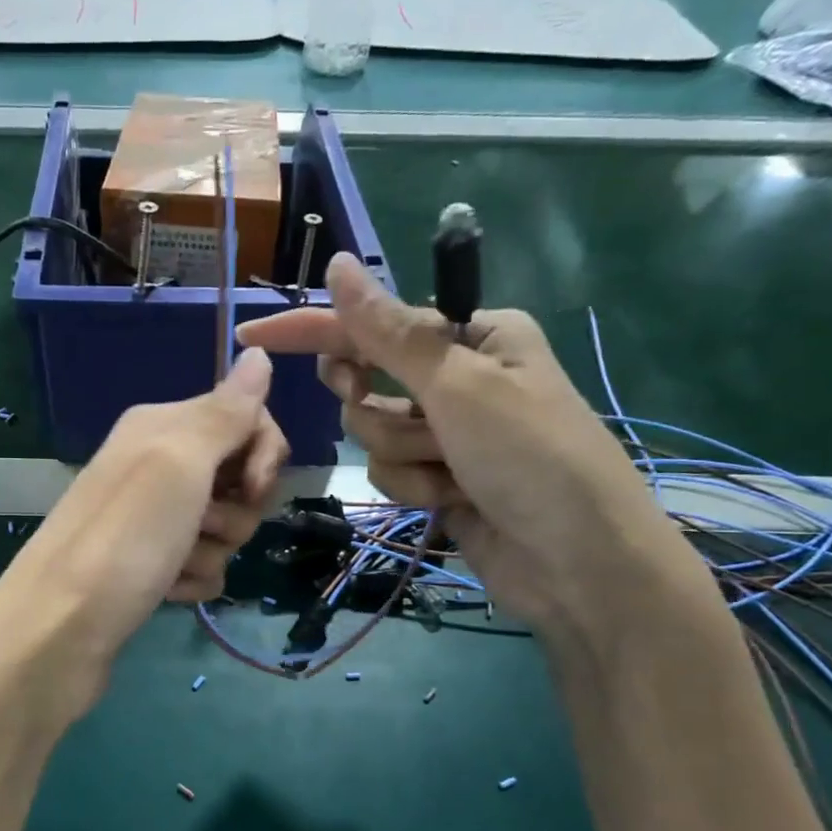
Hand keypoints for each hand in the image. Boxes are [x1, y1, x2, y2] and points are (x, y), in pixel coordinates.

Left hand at [0, 349, 288, 725]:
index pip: (244, 418)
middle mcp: (155, 466)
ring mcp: (151, 520)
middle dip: (238, 509)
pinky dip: (192, 582)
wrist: (57, 632)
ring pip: (224, 527)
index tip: (253, 485)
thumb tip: (259, 354)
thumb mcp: (178, 462)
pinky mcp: (150, 567)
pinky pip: (202, 566)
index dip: (263, 452)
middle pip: (239, 477)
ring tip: (173, 566)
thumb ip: (225, 411)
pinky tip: (165, 592)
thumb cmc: (124, 539)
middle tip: (203, 525)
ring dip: (212, 551)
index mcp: (161, 427)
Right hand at [235, 254, 712, 644]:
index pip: (371, 322)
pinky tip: (453, 501)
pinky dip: (414, 488)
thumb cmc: (531, 457)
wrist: (579, 564)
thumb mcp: (459, 386)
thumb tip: (339, 266)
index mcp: (473, 335)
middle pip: (366, 382)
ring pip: (373, 435)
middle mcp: (457, 378)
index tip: (252, 334)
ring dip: (404, 457)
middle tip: (403, 421)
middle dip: (377, 411)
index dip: (311, 328)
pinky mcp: (440, 480)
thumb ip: (389, 333)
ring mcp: (448, 434)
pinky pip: (390, 473)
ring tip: (452, 474)